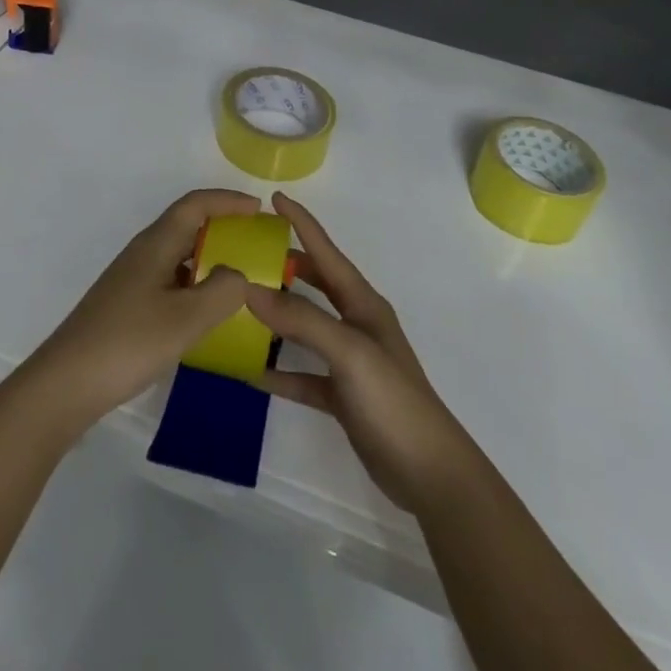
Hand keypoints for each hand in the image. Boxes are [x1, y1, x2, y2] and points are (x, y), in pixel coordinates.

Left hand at [25, 188, 258, 432]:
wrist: (66, 384)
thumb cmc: (128, 342)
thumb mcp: (186, 318)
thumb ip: (222, 291)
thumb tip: (238, 274)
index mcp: (156, 244)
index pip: (195, 204)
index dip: (228, 200)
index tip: (259, 209)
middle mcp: (143, 253)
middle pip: (187, 226)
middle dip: (223, 228)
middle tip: (256, 245)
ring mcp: (132, 280)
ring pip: (179, 256)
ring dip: (209, 260)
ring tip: (240, 281)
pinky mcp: (127, 306)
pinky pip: (170, 282)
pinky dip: (194, 287)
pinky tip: (207, 315)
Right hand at [246, 193, 480, 513]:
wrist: (429, 473)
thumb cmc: (392, 400)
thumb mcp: (349, 352)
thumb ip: (302, 319)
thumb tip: (250, 289)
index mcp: (363, 304)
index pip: (327, 252)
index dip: (303, 223)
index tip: (275, 197)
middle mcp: (357, 325)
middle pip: (317, 284)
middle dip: (287, 264)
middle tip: (248, 253)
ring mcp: (350, 362)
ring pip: (307, 327)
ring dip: (278, 316)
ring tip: (241, 305)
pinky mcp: (343, 396)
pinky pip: (304, 374)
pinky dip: (280, 370)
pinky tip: (252, 372)